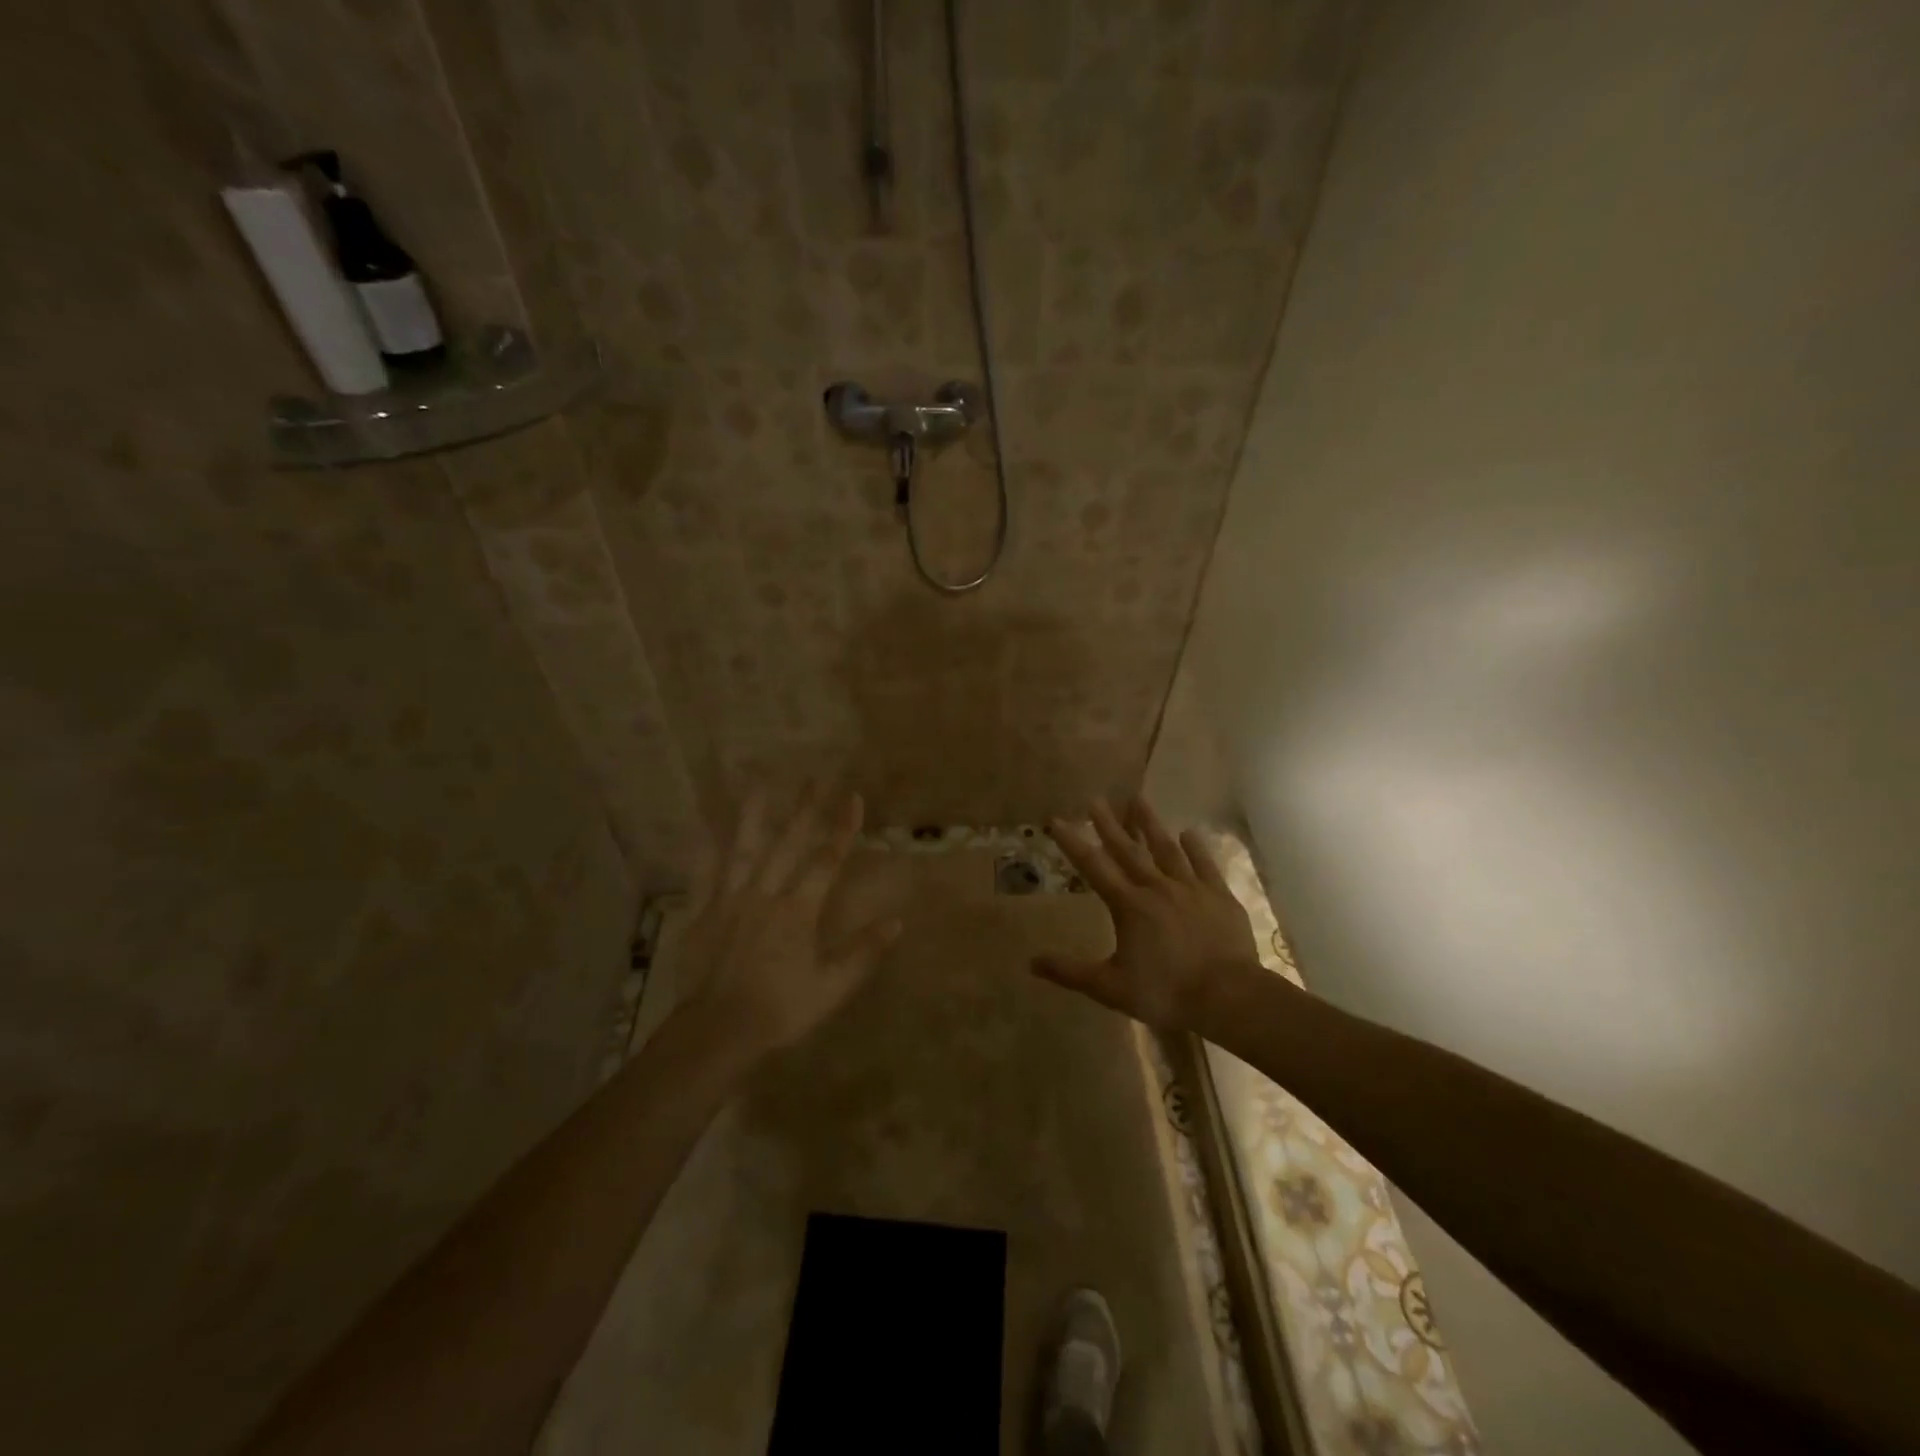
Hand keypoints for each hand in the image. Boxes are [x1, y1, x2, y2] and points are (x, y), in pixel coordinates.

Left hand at [681, 789, 901, 1059]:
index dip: (842, 828)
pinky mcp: (703, 916)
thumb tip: (896, 921)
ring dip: (752, 817)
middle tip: (811, 778)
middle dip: (802, 810)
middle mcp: (765, 895)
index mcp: (799, 910)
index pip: (826, 860)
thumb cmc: (781, 1010)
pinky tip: (702, 831)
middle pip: (786, 844)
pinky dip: (704, 854)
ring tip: (757, 785)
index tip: (853, 797)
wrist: (718, 1032)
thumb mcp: (832, 987)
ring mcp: (730, 902)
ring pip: (743, 851)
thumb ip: (863, 952)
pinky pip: (704, 878)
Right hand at [1036, 798, 1264, 1033]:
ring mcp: (1191, 888)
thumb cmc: (1166, 993)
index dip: (1073, 843)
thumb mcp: (1111, 988)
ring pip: (1166, 849)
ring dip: (1150, 824)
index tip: (1057, 820)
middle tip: (1096, 799)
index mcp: (1129, 905)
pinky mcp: (1219, 896)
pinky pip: (1205, 865)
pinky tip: (1189, 833)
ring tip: (1138, 799)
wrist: (1228, 996)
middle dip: (1109, 824)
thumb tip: (1031, 961)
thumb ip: (1071, 972)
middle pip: (1128, 850)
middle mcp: (1157, 887)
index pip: (1094, 867)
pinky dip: (1196, 848)